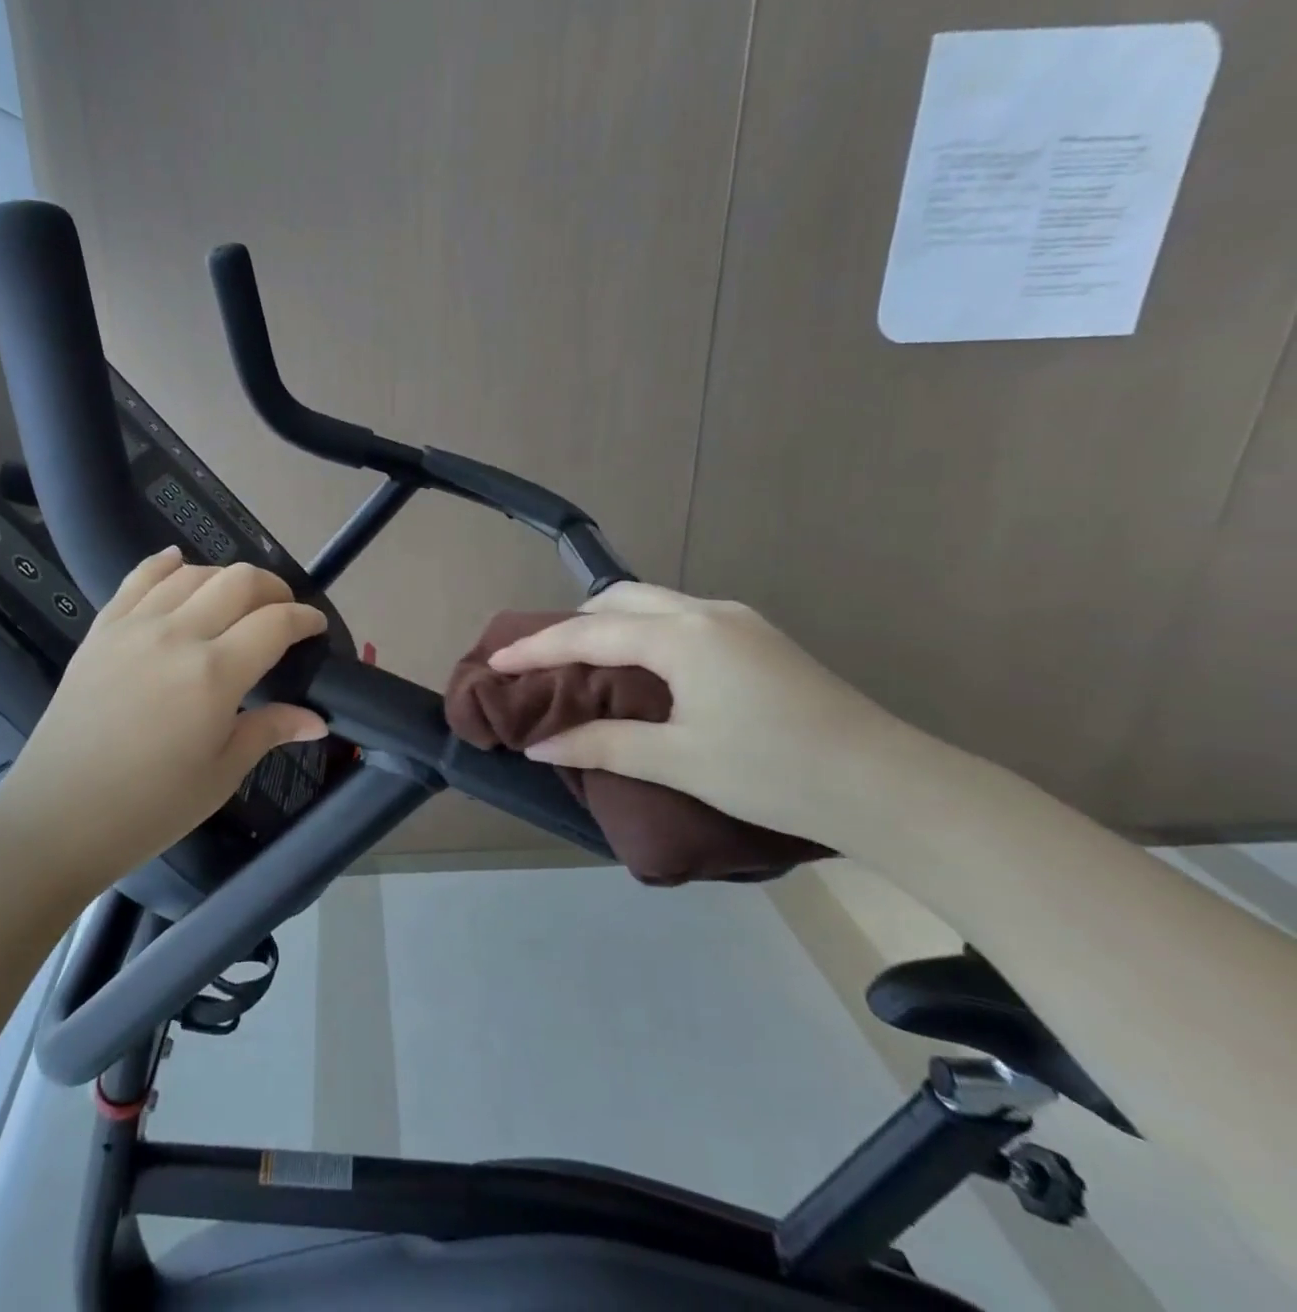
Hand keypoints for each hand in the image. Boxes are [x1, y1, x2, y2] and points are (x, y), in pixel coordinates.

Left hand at [0, 549, 328, 887]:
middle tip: (282, 611)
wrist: (59, 817)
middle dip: (273, 589)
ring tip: (236, 601)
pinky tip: (179, 563)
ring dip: (226, 578)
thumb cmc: (150, 807)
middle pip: (239, 582)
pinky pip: (138, 578)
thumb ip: (270, 731)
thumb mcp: (221, 774)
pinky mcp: (102, 630)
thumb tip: (317, 720)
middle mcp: (177, 635)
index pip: (275, 623)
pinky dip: (166, 564)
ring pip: (192, 573)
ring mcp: (134, 626)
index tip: (315, 627)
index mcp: (214, 674)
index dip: (305, 619)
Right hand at [486, 581, 946, 853]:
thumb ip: (603, 745)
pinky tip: (644, 668)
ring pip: (655, 604)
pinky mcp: (759, 639)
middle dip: (574, 623)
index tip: (495, 661)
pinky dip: (645, 633)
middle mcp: (708, 613)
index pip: (589, 633)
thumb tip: (540, 745)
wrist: (889, 786)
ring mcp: (739, 622)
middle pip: (621, 599)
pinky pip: (682, 620)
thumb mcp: (679, 760)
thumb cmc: (774, 771)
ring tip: (585, 662)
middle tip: (542, 659)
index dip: (537, 649)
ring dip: (612, 624)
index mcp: (683, 636)